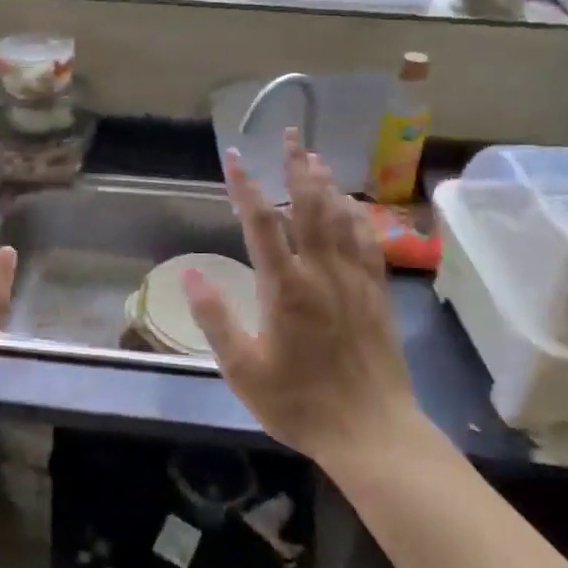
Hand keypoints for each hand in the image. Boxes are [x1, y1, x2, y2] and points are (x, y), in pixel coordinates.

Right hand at [183, 130, 424, 467]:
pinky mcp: (377, 294)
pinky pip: (368, 242)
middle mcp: (322, 272)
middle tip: (291, 135)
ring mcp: (354, 280)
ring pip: (340, 218)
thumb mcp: (243, 370)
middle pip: (309, 207)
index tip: (233, 155)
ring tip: (315, 157)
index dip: (245, 186)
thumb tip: (189, 274)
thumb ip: (216, 318)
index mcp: (285, 287)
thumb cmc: (300, 403)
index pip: (261, 223)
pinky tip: (352, 205)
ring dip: (326, 184)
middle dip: (296, 167)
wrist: (372, 433)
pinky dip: (357, 216)